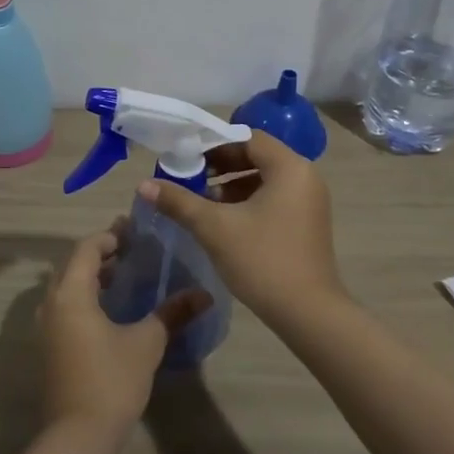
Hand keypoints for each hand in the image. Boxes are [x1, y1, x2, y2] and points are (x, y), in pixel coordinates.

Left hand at [38, 226, 210, 434]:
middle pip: (74, 264)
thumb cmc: (111, 381)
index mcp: (71, 293)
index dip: (109, 237)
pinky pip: (66, 306)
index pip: (86, 248)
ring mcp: (47, 326)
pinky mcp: (50, 345)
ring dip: (92, 276)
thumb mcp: (146, 343)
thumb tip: (204, 295)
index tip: (135, 234)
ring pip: (68, 286)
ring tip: (125, 276)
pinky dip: (85, 296)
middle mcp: (52, 302)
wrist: (77, 436)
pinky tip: (111, 310)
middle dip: (101, 254)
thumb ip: (172, 313)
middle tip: (133, 251)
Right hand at [137, 130, 345, 325]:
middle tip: (189, 178)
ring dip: (232, 185)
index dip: (214, 145)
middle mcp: (305, 176)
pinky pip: (274, 198)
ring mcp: (310, 201)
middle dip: (221, 166)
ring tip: (202, 201)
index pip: (248, 139)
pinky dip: (249, 201)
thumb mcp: (214, 227)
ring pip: (265, 179)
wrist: (308, 314)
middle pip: (257, 157)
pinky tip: (224, 221)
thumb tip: (143, 184)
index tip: (186, 158)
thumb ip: (179, 201)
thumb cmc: (262, 260)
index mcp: (290, 168)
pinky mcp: (308, 222)